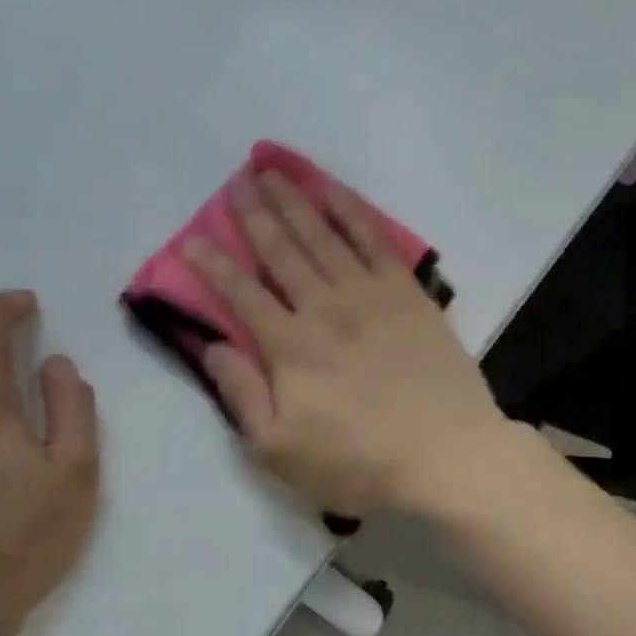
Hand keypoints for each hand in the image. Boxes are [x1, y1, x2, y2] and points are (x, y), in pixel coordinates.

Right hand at [182, 172, 511, 516]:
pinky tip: (335, 192)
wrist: (447, 455)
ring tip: (273, 172)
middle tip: (236, 182)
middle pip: (282, 252)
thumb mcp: (280, 451)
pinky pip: (376, 241)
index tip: (189, 238)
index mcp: (290, 347)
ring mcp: (371, 296)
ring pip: (324, 237)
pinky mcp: (408, 294)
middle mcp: (325, 308)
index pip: (240, 295)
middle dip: (254, 214)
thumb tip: (212, 347)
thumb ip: (241, 396)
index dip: (211, 265)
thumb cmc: (359, 463)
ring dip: (295, 202)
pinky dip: (352, 212)